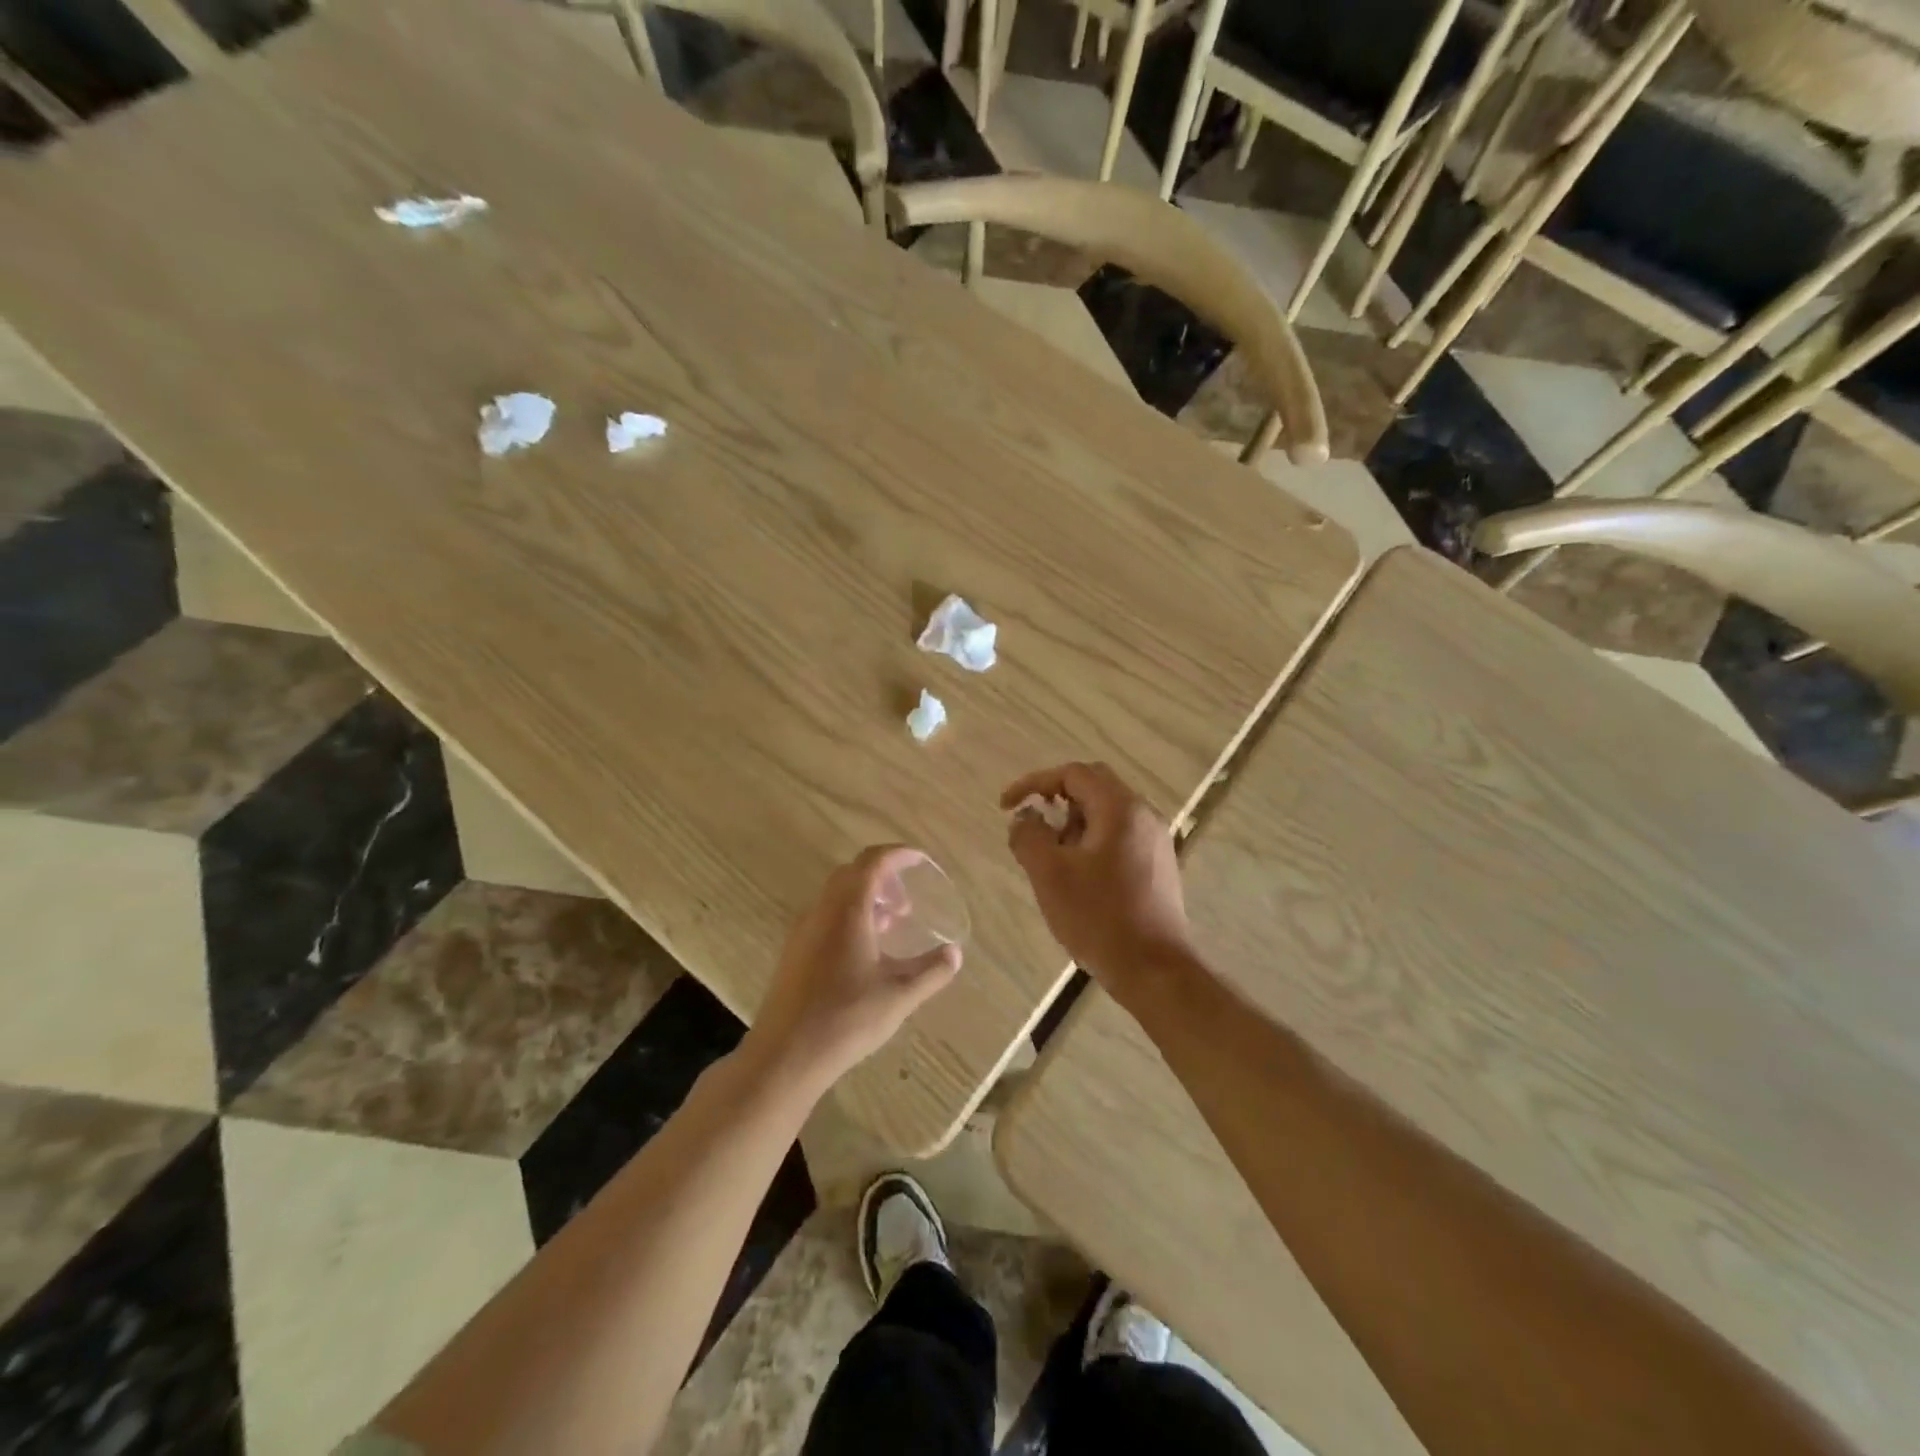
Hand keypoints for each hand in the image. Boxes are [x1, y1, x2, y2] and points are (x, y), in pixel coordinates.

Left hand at [744, 845, 961, 1095]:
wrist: (785, 1056)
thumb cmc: (846, 1019)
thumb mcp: (899, 996)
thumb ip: (931, 971)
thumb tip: (955, 954)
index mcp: (847, 911)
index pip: (872, 862)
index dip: (898, 854)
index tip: (921, 860)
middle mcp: (821, 911)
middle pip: (852, 873)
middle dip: (883, 877)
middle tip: (907, 902)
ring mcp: (803, 931)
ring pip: (837, 896)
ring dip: (866, 898)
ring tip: (891, 924)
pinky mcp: (794, 952)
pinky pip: (826, 916)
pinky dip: (850, 916)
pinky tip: (865, 951)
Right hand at [1001, 762, 1192, 995]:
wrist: (1154, 969)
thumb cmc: (1099, 917)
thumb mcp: (1050, 875)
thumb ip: (1029, 836)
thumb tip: (1025, 818)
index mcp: (1120, 808)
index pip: (1073, 774)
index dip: (1034, 784)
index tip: (1006, 807)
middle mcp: (1144, 815)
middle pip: (1094, 787)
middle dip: (1056, 801)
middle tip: (1032, 827)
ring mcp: (1156, 841)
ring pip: (1107, 813)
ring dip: (1074, 824)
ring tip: (1053, 859)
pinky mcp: (1159, 865)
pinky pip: (1120, 836)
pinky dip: (1093, 842)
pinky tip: (1079, 877)